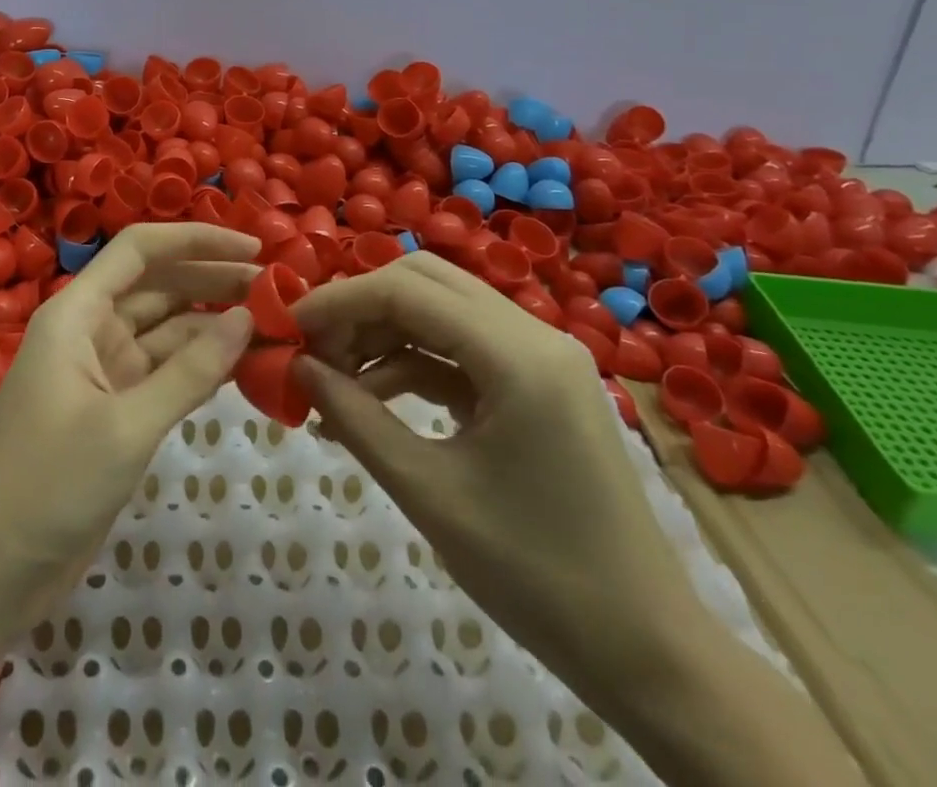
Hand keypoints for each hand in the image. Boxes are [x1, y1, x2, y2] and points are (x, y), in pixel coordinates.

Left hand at [0, 223, 258, 626]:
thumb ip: (190, 371)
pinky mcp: (113, 411)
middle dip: (213, 281)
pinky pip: (164, 373)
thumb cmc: (46, 487)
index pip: (139, 250)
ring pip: (166, 331)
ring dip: (213, 325)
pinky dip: (201, 367)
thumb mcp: (125, 427)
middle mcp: (89, 330)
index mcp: (76, 313)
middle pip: (158, 286)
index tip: (253, 249)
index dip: (195, 239)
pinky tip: (243, 366)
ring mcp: (102, 372)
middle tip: (279, 290)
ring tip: (274, 324)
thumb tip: (247, 317)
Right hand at [291, 251, 706, 685]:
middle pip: (425, 282)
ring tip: (335, 382)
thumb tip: (298, 367)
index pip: (406, 290)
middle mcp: (535, 335)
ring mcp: (541, 357)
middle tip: (313, 349)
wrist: (649, 653)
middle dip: (360, 307)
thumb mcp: (429, 493)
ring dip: (383, 334)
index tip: (288, 326)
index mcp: (518, 355)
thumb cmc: (537, 576)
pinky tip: (374, 400)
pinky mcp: (538, 384)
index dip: (339, 300)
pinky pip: (461, 349)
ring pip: (441, 310)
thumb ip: (355, 419)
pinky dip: (413, 363)